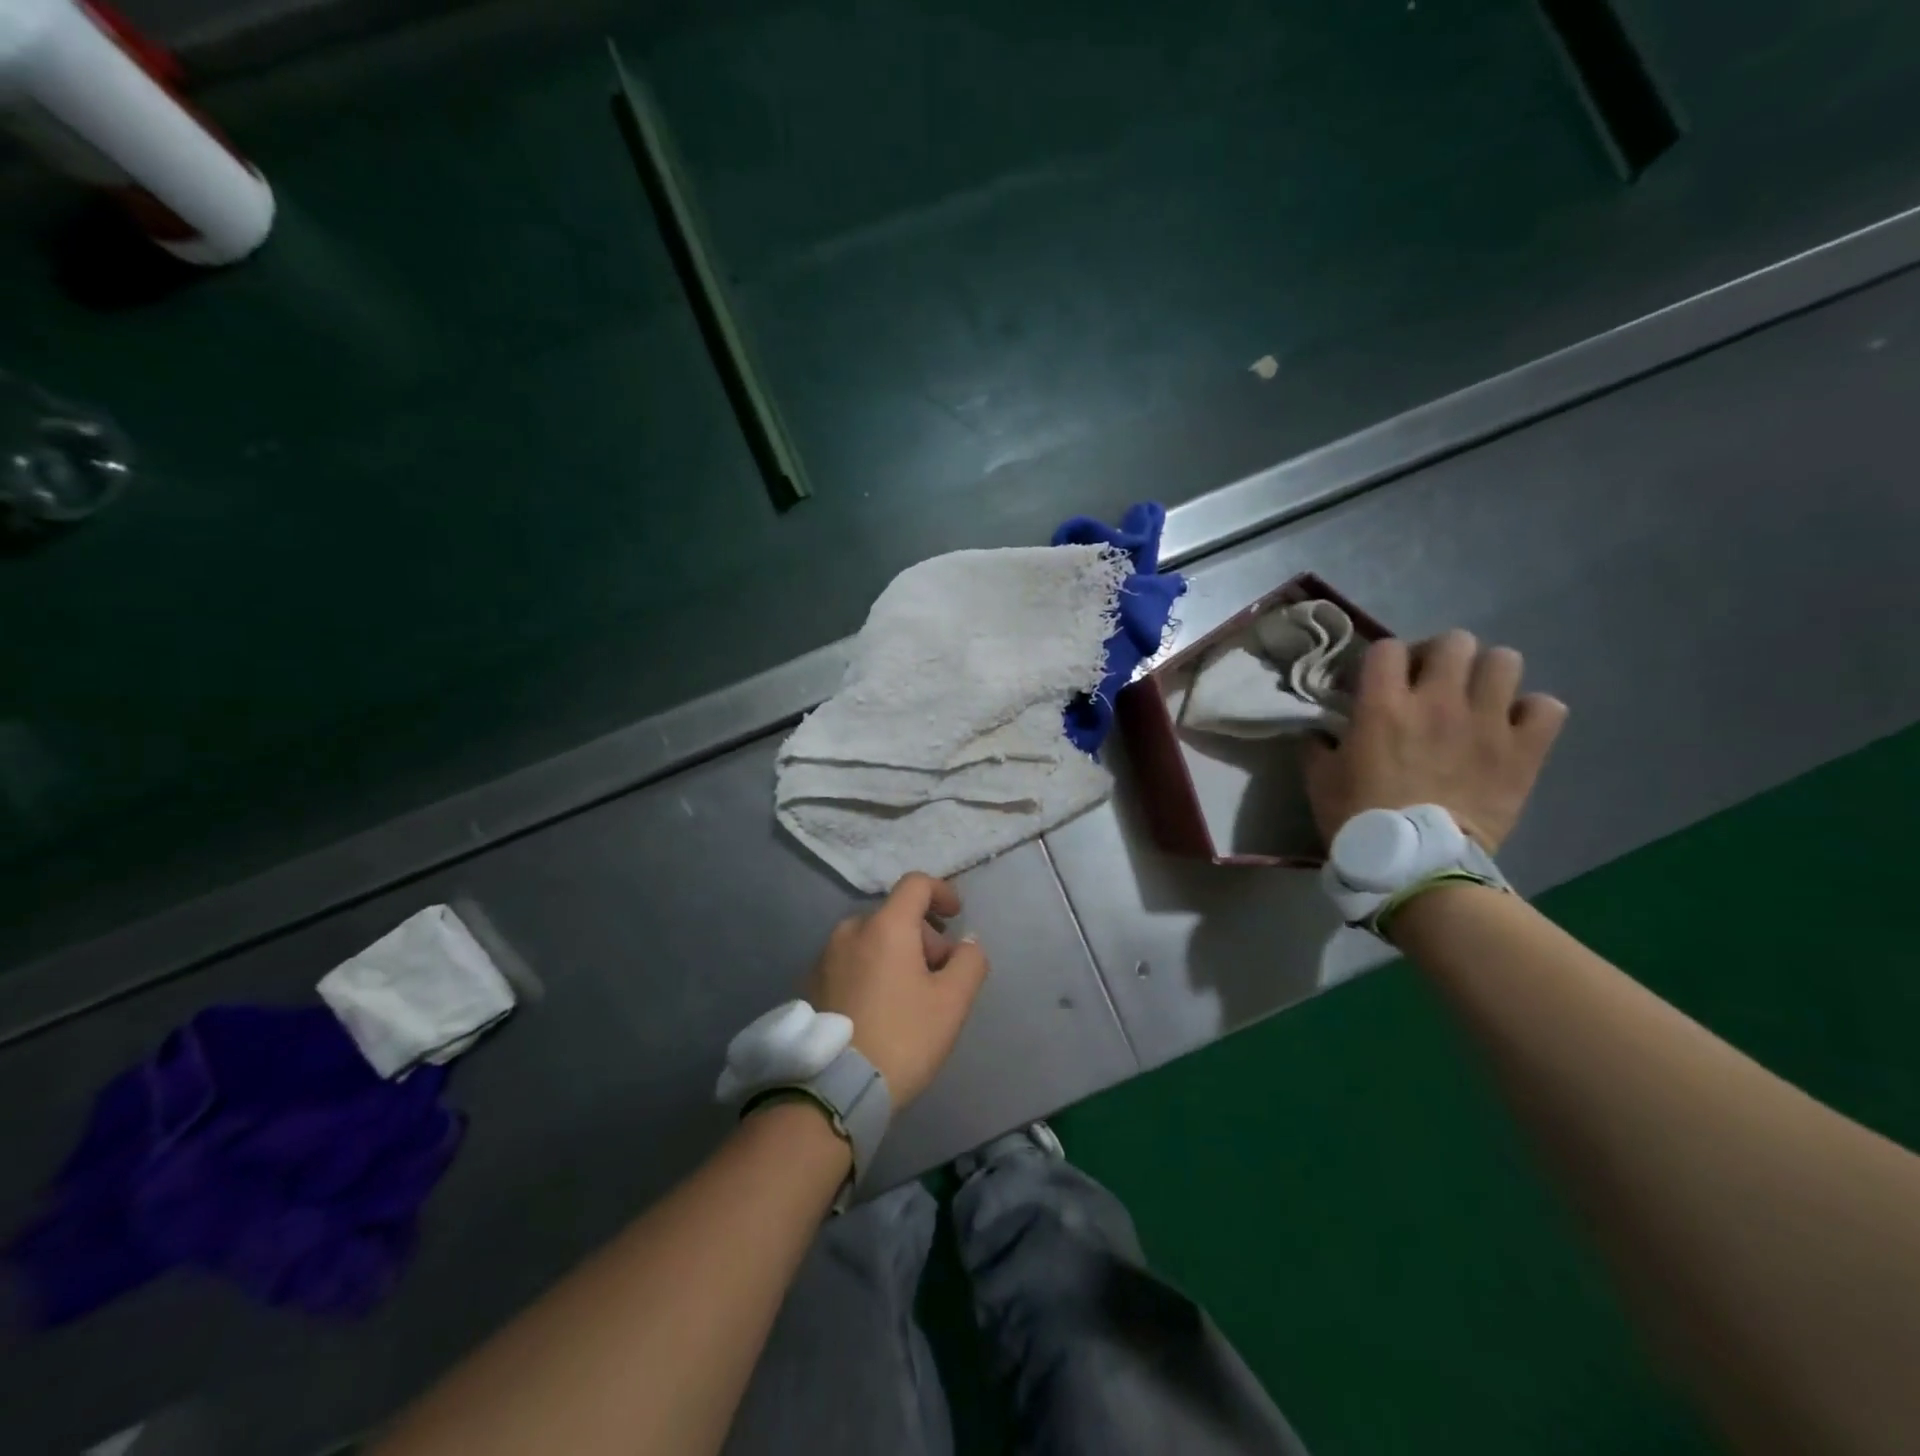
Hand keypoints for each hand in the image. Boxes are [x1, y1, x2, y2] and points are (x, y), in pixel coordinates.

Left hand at [805, 873, 989, 1107]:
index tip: (956, 916)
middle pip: (895, 916)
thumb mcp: (952, 1003)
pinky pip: (850, 963)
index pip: (916, 884)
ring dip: (896, 956)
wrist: (831, 1090)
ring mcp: (823, 957)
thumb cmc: (901, 1038)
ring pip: (871, 940)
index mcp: (885, 926)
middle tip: (939, 977)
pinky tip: (878, 1012)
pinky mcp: (808, 984)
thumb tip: (967, 942)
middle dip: (924, 938)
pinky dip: (871, 971)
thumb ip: (970, 962)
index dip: (942, 892)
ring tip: (909, 999)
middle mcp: (850, 931)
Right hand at [1305, 630, 1567, 851]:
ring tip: (1475, 699)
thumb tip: (1321, 728)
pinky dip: (1530, 713)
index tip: (1374, 683)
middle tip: (1431, 683)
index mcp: (1383, 704)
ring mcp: (1486, 723)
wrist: (1415, 864)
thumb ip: (1320, 743)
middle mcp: (1437, 701)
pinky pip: (1546, 708)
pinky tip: (1512, 728)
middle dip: (1441, 657)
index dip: (1381, 660)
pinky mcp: (1523, 751)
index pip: (1387, 648)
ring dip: (1488, 676)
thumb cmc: (1358, 819)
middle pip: (1454, 642)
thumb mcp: (1319, 778)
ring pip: (1505, 661)